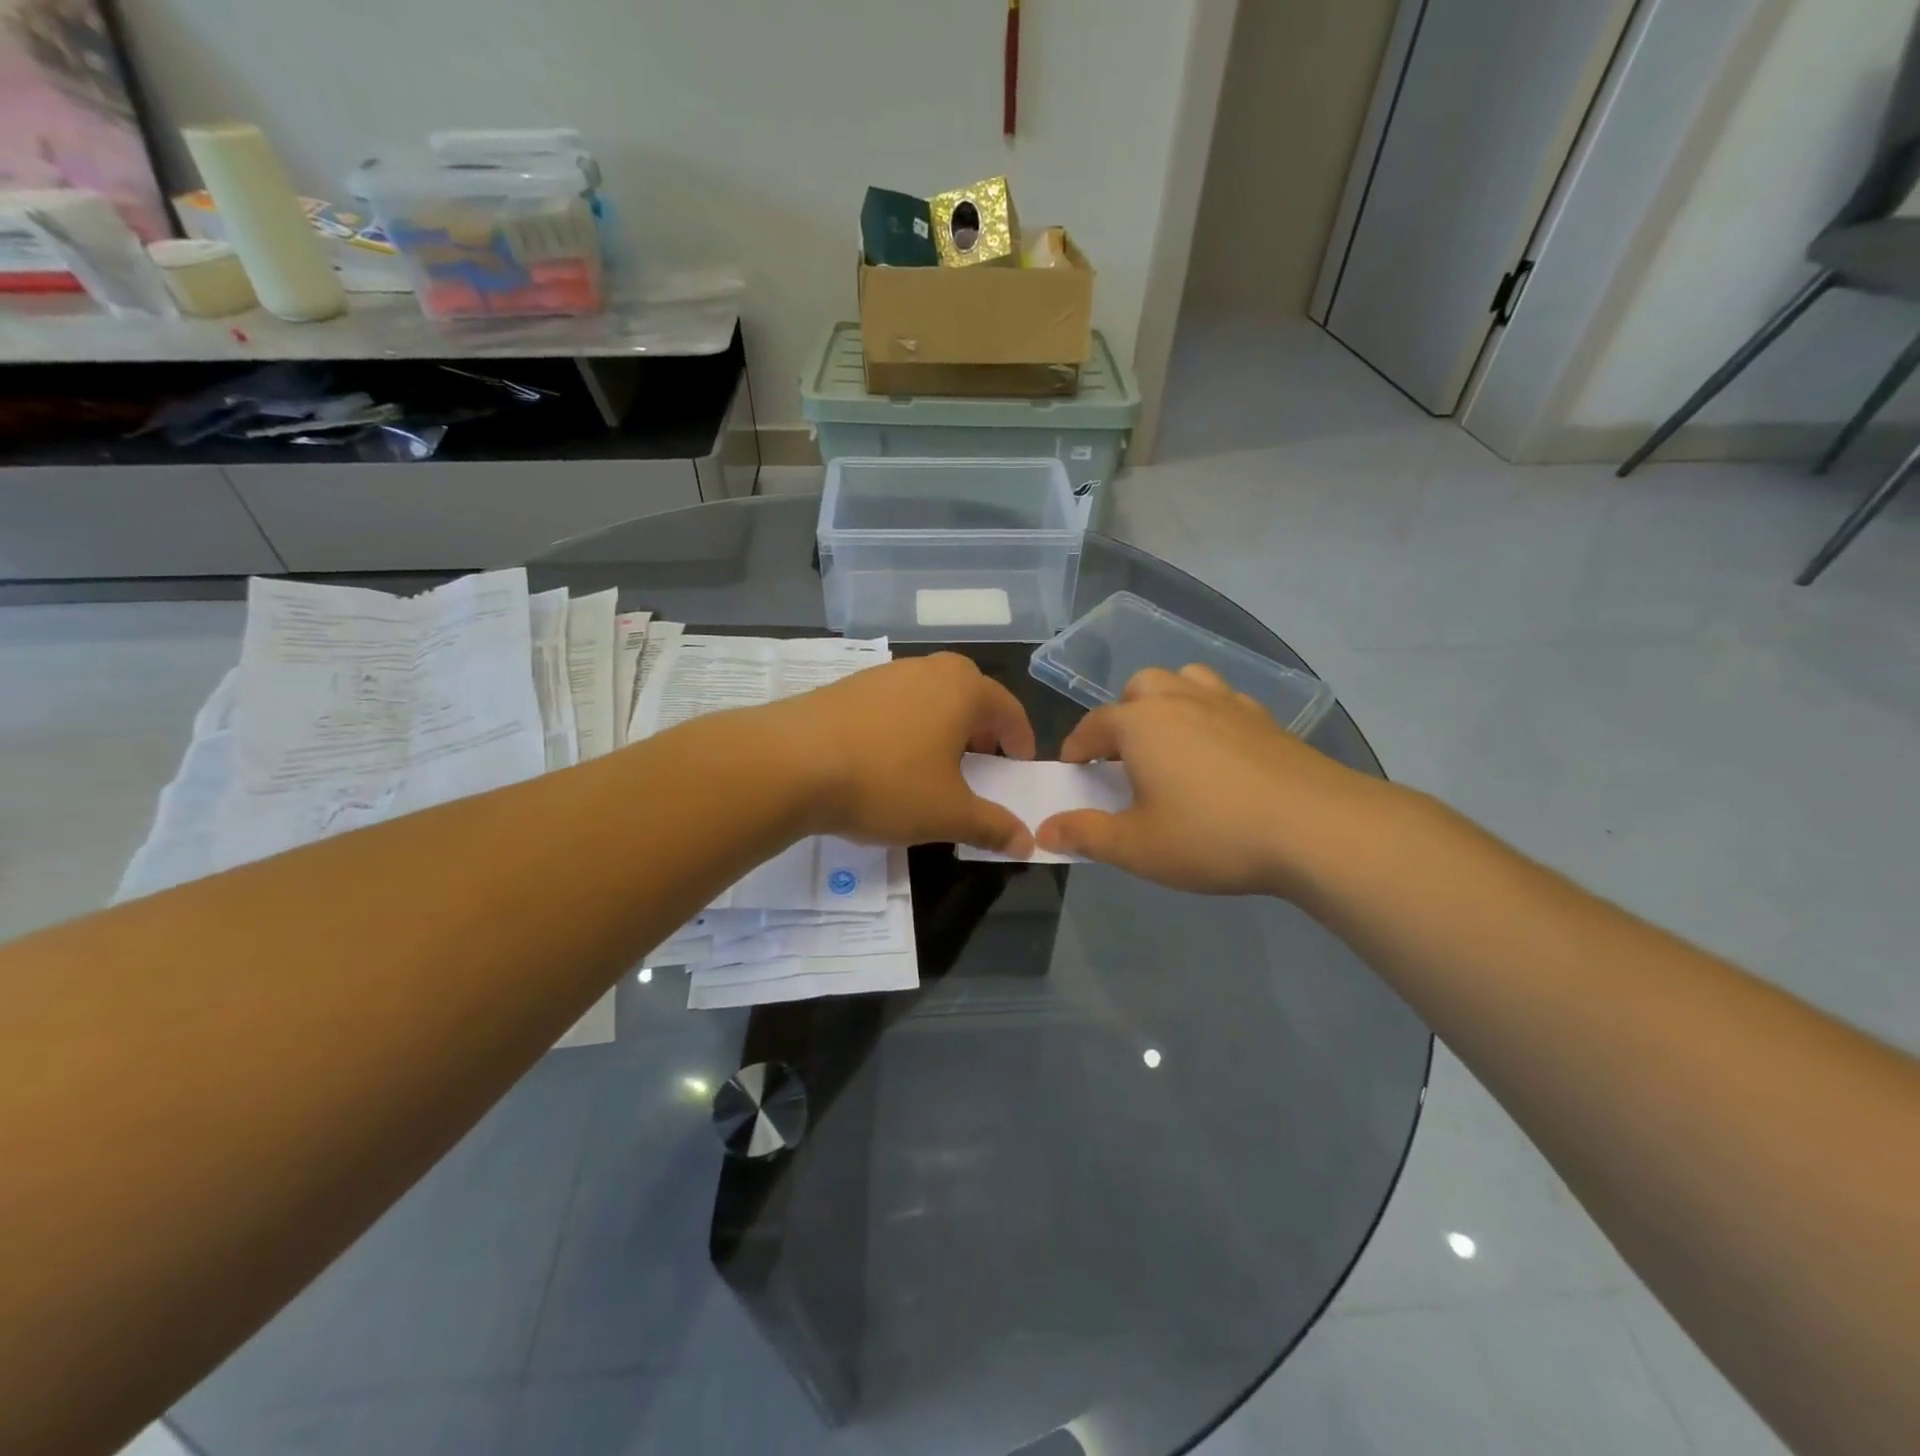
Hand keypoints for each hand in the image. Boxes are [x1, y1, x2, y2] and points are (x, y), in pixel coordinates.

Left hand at [764, 652, 1037, 856]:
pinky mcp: (848, 687)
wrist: (791, 762)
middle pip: (970, 698)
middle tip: (980, 767)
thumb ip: (992, 826)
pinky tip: (886, 762)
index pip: (1009, 710)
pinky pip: (894, 706)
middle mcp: (928, 669)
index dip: (1020, 742)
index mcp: (964, 688)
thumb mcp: (948, 813)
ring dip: (941, 730)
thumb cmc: (887, 782)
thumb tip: (1026, 842)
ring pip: (929, 700)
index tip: (1019, 768)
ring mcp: (884, 673)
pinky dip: (905, 729)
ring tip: (932, 768)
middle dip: (981, 733)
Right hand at [1036, 665, 1383, 896]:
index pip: (1093, 725)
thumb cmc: (1212, 835)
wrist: (1315, 827)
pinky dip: (1211, 714)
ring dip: (1167, 703)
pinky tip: (1220, 749)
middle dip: (1123, 715)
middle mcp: (1179, 700)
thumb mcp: (1137, 847)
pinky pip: (1225, 700)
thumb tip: (1045, 829)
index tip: (1073, 770)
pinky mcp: (1266, 719)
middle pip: (1139, 689)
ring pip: (1185, 681)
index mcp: (1140, 724)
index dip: (1077, 748)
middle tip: (1125, 757)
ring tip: (1170, 741)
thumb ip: (1086, 835)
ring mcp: (1227, 704)